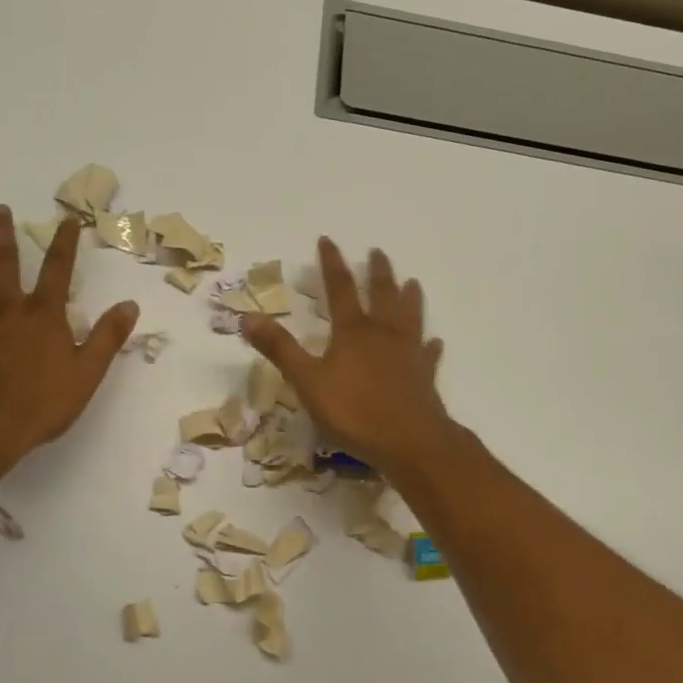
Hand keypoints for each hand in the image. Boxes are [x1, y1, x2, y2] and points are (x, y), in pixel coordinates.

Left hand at [0, 205, 139, 465]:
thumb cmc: (43, 403)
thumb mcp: (88, 373)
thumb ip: (108, 337)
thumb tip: (129, 304)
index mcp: (43, 316)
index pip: (58, 271)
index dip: (65, 243)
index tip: (67, 218)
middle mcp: (6, 312)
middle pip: (4, 266)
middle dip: (2, 236)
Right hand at [242, 238, 451, 477]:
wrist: (410, 442)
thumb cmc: (354, 411)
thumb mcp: (307, 381)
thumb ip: (280, 349)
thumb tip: (249, 316)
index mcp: (353, 331)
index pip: (340, 288)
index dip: (332, 264)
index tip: (328, 240)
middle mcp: (383, 334)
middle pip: (382, 294)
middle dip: (378, 272)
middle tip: (378, 252)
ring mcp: (408, 353)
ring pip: (410, 317)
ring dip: (410, 298)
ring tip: (413, 282)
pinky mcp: (425, 376)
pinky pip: (428, 354)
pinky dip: (430, 345)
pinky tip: (434, 341)